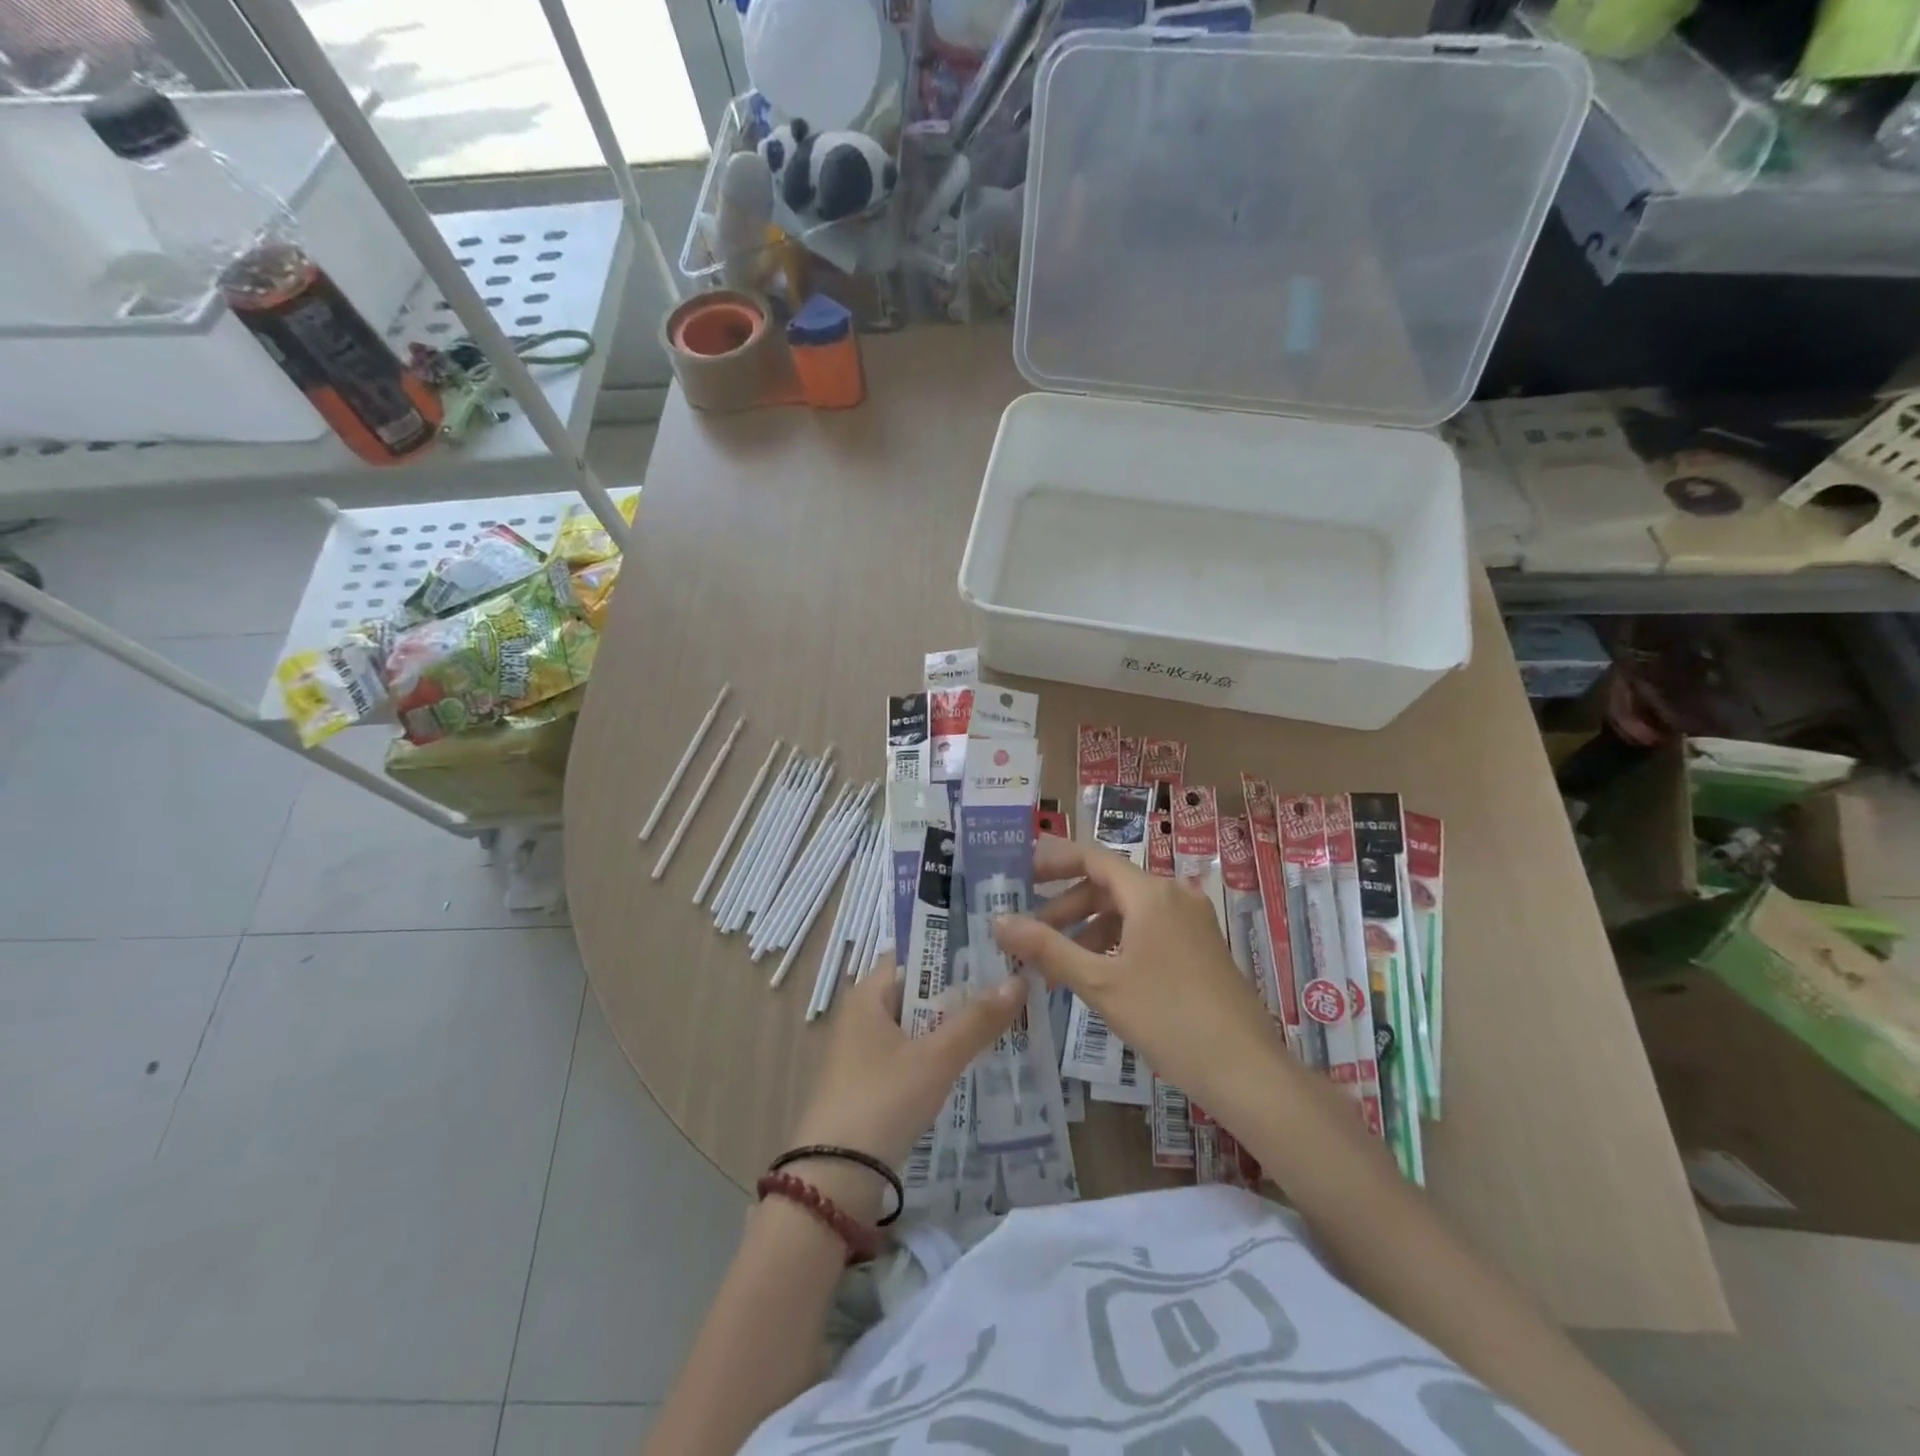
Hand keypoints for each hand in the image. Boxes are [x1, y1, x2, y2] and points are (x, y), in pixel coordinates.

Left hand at [786, 966, 1024, 1215]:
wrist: (833, 1181)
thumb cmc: (882, 1101)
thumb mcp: (936, 1058)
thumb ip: (977, 1020)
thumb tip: (1018, 979)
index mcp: (867, 996)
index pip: (911, 957)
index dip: (949, 953)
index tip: (992, 953)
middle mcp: (861, 1017)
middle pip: (917, 994)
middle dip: (959, 994)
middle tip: (1008, 989)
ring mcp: (862, 1055)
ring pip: (916, 1030)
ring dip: (951, 1029)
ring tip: (1001, 1025)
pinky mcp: (868, 1088)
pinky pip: (910, 1059)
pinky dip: (937, 1058)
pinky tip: (971, 1067)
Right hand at [993, 839, 1279, 1116]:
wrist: (1246, 1070)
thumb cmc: (1167, 1018)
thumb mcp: (1099, 983)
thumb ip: (1047, 948)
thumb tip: (999, 921)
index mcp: (1150, 893)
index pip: (1092, 858)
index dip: (1053, 861)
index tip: (1019, 874)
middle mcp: (1173, 895)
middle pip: (1107, 886)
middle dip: (1065, 908)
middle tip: (1029, 935)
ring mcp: (1191, 921)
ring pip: (1126, 911)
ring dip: (1088, 931)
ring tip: (1056, 967)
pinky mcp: (1200, 947)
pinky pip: (1147, 930)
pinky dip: (1115, 944)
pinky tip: (1096, 976)